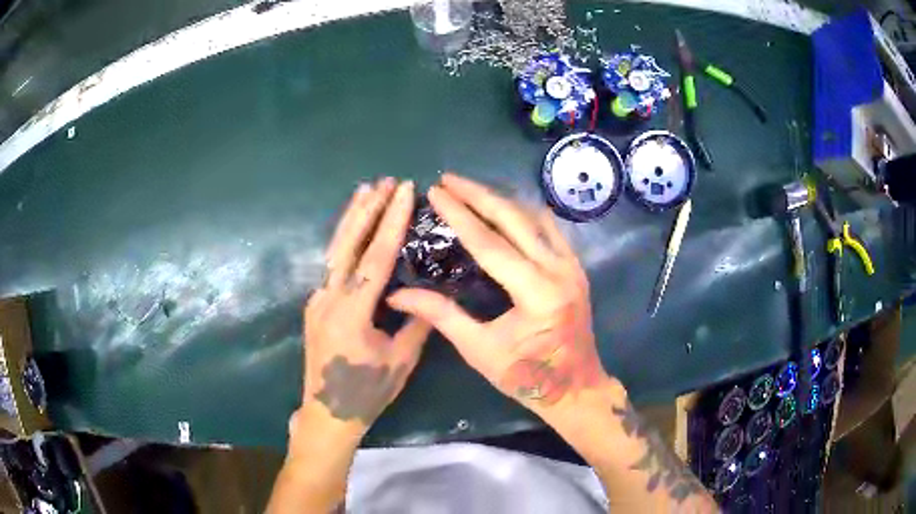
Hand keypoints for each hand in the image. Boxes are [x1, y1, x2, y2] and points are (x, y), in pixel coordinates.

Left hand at [301, 178, 430, 438]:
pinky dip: (344, 241)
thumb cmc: (367, 392)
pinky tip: (353, 228)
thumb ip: (416, 322)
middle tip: (383, 181)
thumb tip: (428, 291)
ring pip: (333, 251)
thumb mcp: (401, 360)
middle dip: (367, 209)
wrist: (327, 413)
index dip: (390, 221)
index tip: (403, 191)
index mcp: (351, 313)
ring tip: (365, 190)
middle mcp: (327, 299)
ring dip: (351, 219)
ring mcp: (316, 300)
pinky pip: (331, 266)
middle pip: (347, 244)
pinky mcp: (314, 306)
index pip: (375, 257)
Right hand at [388, 173, 613, 425]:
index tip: (436, 191)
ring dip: (501, 199)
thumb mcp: (480, 351)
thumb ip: (441, 316)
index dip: (460, 215)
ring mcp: (573, 266)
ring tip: (471, 189)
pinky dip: (524, 213)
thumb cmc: (527, 378)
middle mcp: (559, 270)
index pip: (490, 243)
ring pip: (535, 217)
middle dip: (479, 194)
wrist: (576, 389)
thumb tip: (399, 296)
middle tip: (450, 178)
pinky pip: (549, 229)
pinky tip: (506, 207)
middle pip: (515, 218)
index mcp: (536, 293)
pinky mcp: (576, 268)